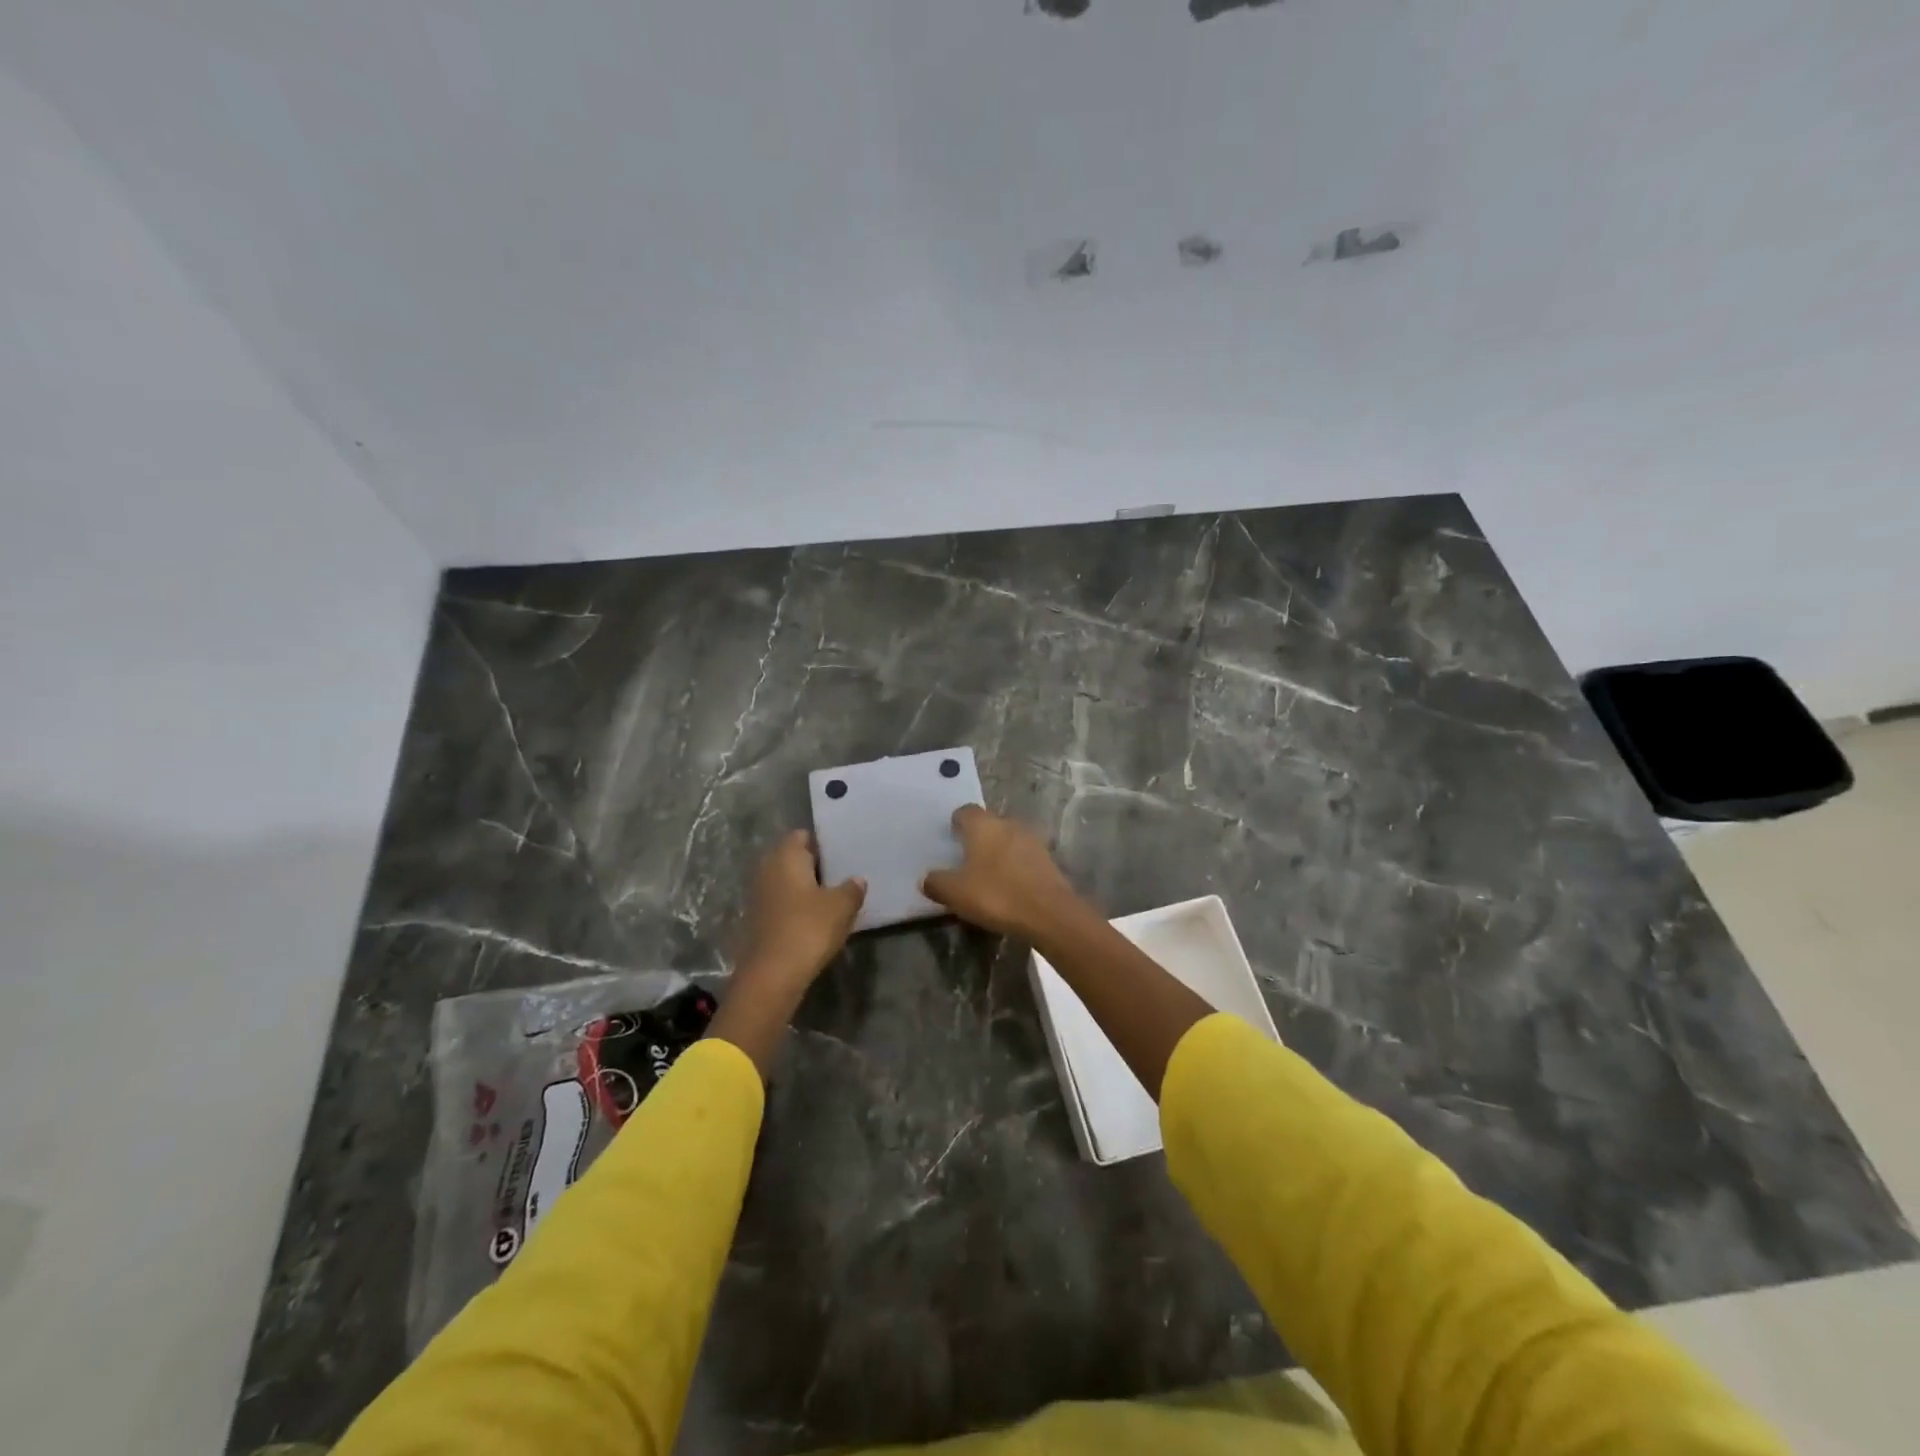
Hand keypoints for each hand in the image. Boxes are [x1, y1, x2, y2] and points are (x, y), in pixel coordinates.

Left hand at [735, 830, 865, 994]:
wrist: (772, 974)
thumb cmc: (808, 928)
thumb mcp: (841, 907)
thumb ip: (851, 889)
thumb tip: (857, 879)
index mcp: (786, 855)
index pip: (802, 835)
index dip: (821, 843)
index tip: (841, 854)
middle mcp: (767, 868)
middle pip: (791, 857)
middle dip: (812, 865)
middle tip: (839, 875)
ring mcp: (757, 894)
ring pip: (784, 881)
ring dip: (802, 887)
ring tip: (829, 897)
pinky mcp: (755, 919)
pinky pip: (779, 902)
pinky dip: (793, 906)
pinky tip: (811, 918)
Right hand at [922, 806, 1088, 945]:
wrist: (1049, 913)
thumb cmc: (996, 895)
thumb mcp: (955, 893)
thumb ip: (936, 882)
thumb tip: (926, 878)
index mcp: (983, 825)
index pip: (966, 811)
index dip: (957, 823)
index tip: (951, 838)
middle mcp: (1008, 824)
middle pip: (989, 824)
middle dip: (978, 838)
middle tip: (966, 860)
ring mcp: (1032, 840)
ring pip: (1008, 839)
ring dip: (998, 852)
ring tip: (988, 875)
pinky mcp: (1048, 859)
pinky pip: (1024, 856)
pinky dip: (1015, 866)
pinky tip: (1009, 885)